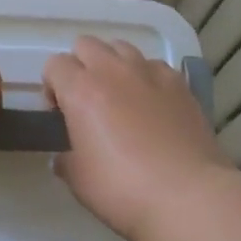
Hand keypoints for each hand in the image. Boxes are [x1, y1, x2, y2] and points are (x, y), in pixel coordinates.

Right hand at [43, 36, 232, 240]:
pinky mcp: (180, 84)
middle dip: (80, 66)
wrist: (188, 196)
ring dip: (113, 65)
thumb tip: (65, 156)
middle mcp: (113, 71)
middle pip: (87, 44)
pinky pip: (154, 65)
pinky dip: (146, 76)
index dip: (52, 86)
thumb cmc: (123, 189)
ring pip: (121, 47)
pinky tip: (152, 105)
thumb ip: (66, 159)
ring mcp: (150, 73)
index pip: (55, 65)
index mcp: (81, 90)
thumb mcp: (78, 180)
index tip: (60, 113)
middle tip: (86, 100)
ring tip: (119, 97)